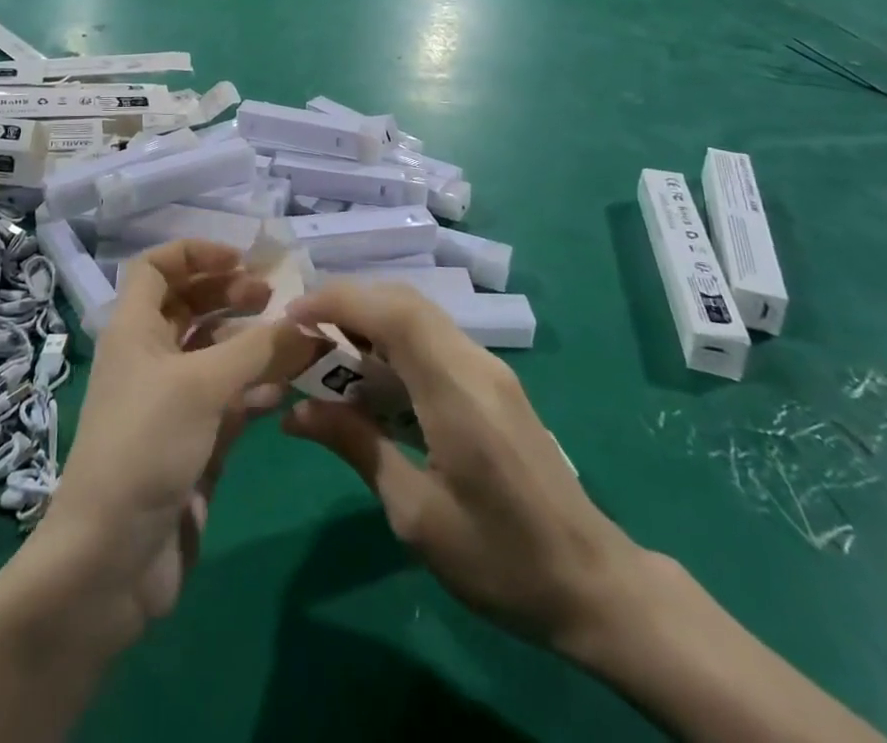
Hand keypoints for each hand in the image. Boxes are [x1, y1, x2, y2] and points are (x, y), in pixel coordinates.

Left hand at [38, 241, 321, 631]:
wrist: (112, 560)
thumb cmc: (146, 446)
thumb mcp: (203, 386)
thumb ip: (260, 349)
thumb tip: (309, 323)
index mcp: (134, 329)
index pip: (155, 267)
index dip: (194, 254)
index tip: (240, 260)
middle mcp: (150, 357)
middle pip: (189, 305)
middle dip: (230, 293)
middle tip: (274, 296)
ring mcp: (172, 400)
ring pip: (215, 351)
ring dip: (251, 340)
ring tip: (296, 338)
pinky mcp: (194, 441)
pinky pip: (230, 397)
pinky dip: (258, 385)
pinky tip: (292, 384)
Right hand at [280, 281, 642, 658]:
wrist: (593, 585)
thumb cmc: (501, 559)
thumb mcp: (417, 514)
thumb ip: (357, 448)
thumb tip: (296, 413)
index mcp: (456, 390)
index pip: (392, 312)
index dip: (338, 301)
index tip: (293, 316)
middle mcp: (474, 363)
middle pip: (404, 302)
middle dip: (348, 304)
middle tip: (303, 334)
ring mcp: (488, 370)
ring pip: (419, 316)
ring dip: (370, 321)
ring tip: (327, 355)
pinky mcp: (493, 384)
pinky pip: (434, 340)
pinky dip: (393, 342)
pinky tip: (372, 380)